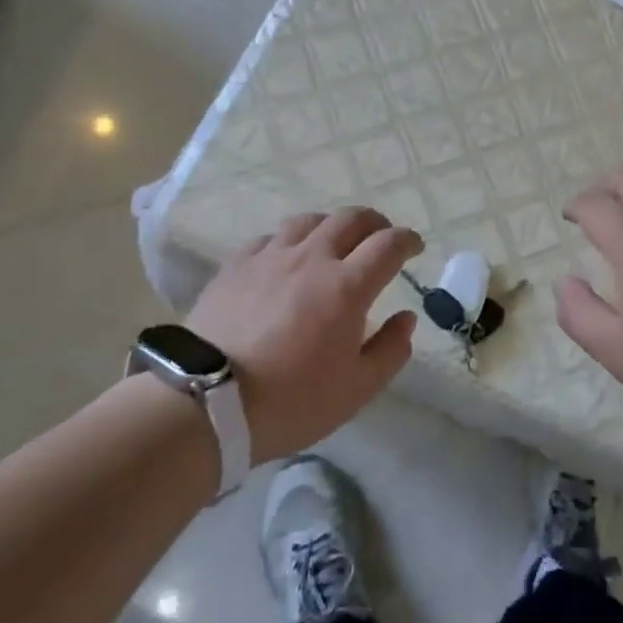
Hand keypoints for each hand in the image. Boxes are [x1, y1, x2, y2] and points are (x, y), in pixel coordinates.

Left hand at [185, 208, 422, 463]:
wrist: (207, 403)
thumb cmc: (292, 401)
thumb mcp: (357, 389)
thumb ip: (390, 350)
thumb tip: (406, 318)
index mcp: (347, 286)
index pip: (388, 245)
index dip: (407, 240)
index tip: (415, 247)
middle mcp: (312, 259)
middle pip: (351, 219)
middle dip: (375, 223)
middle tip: (380, 238)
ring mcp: (270, 257)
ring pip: (309, 220)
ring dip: (332, 226)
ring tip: (334, 243)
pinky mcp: (236, 265)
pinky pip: (270, 238)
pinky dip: (290, 241)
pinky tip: (286, 259)